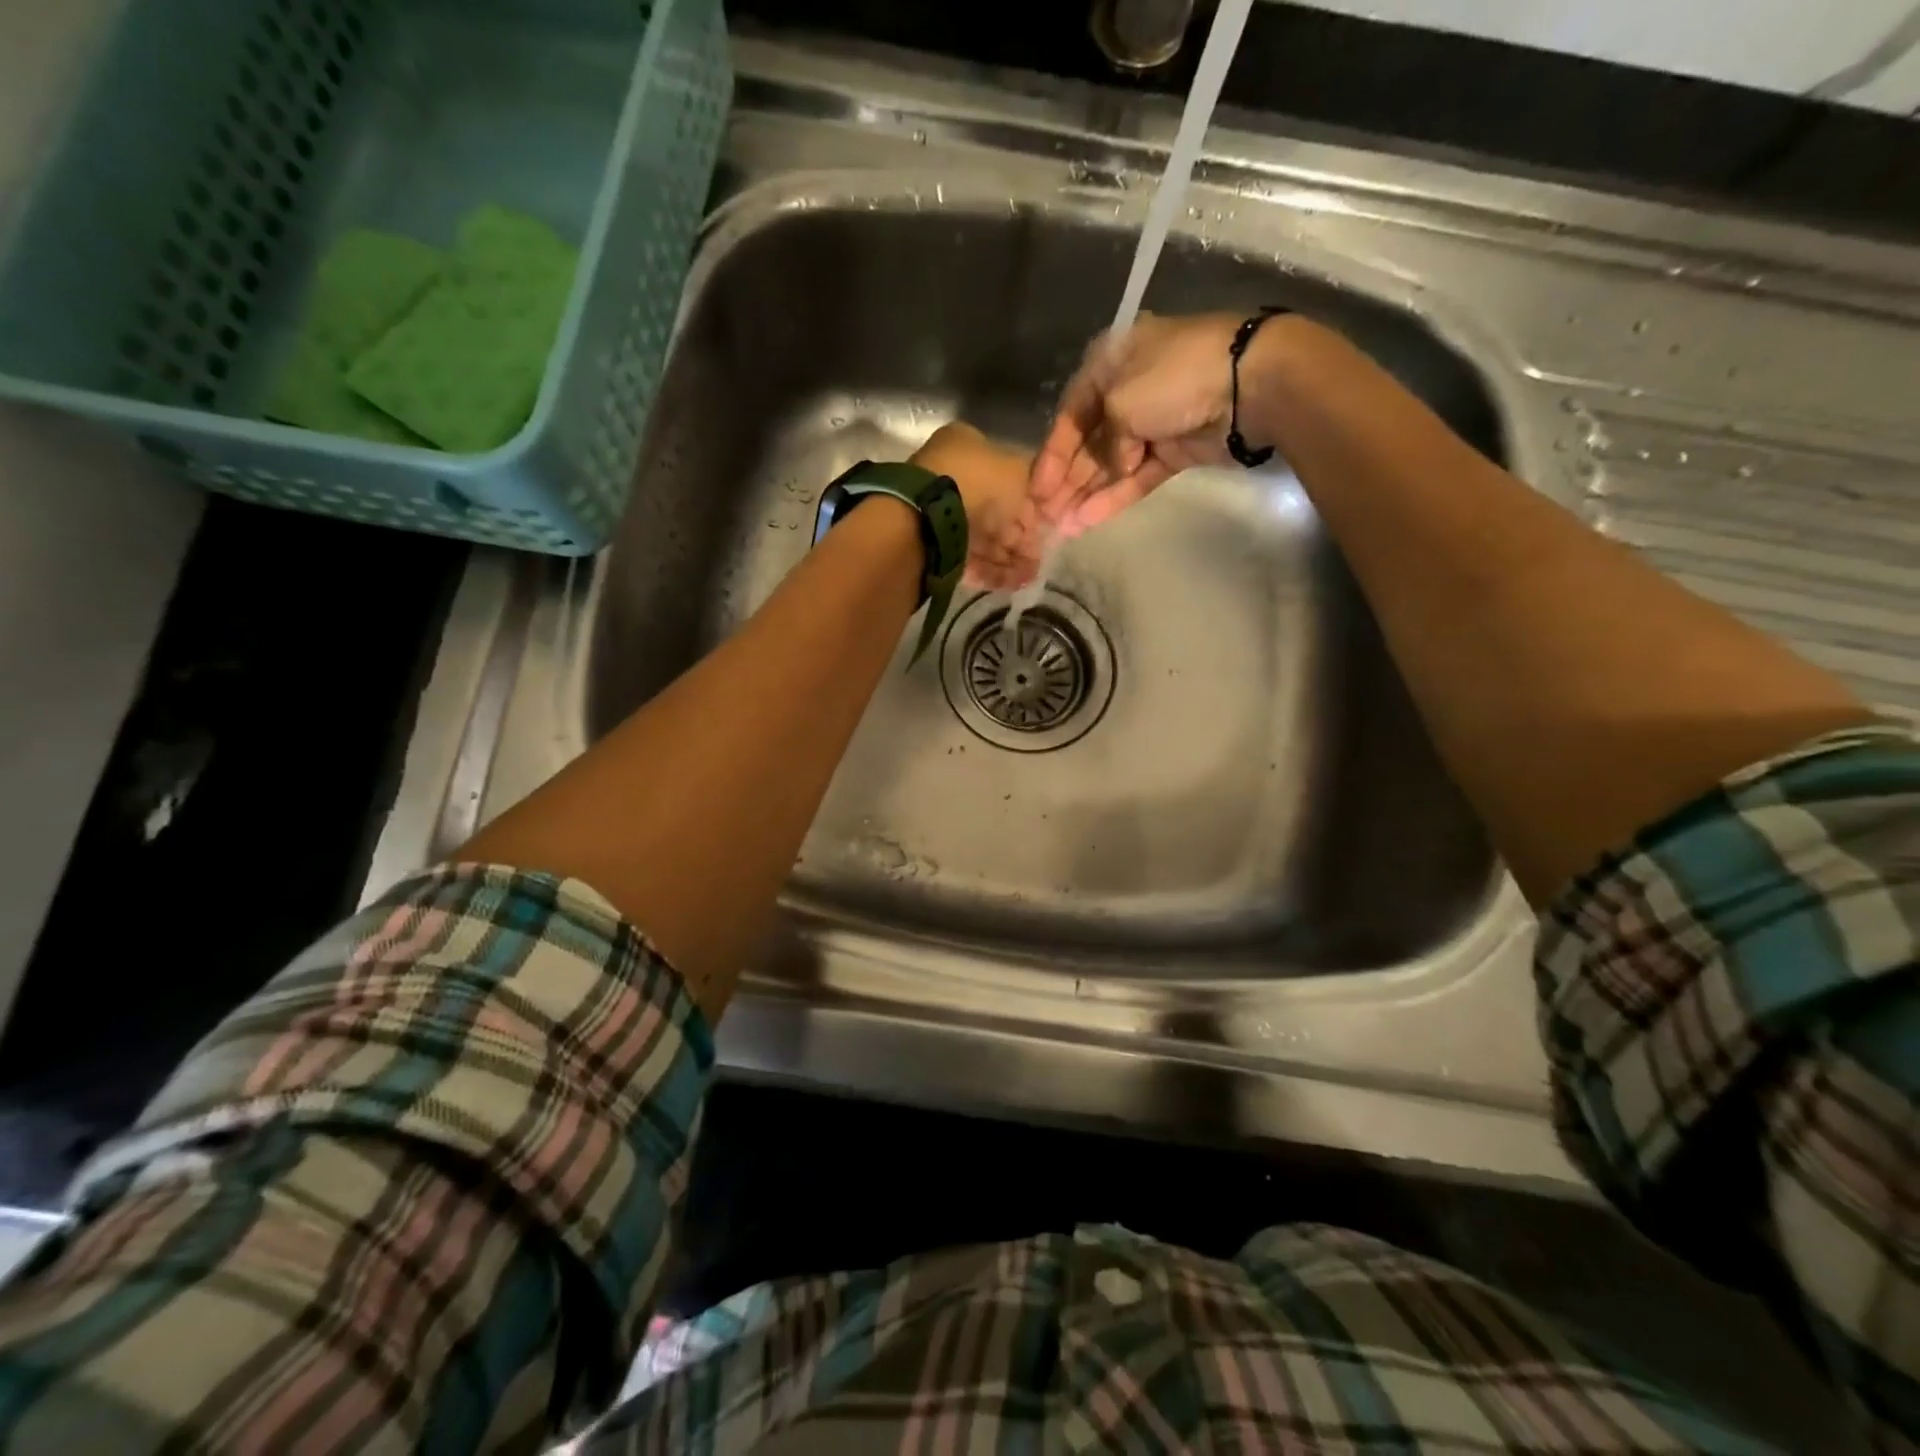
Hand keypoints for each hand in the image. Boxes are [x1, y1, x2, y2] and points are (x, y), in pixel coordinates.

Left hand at [911, 421, 1043, 589]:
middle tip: (1037, 562)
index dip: (1027, 505)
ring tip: (1024, 579)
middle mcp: (951, 474)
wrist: (929, 513)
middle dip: (1017, 540)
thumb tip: (1031, 506)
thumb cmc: (978, 482)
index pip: (1005, 477)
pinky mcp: (931, 543)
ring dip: (1006, 560)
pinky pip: (965, 557)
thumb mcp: (1017, 472)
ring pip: (981, 538)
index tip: (1041, 529)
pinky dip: (987, 571)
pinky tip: (1007, 584)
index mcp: (967, 446)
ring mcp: (938, 510)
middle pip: (993, 512)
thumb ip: (1029, 487)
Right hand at [1030, 311, 1276, 538]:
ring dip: (1086, 496)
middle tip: (1043, 518)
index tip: (1036, 493)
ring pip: (1111, 466)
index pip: (1069, 417)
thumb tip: (1115, 466)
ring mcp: (1153, 423)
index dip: (1050, 457)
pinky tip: (1089, 521)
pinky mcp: (1175, 450)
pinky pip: (1137, 476)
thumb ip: (1104, 443)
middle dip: (1065, 483)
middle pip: (1087, 445)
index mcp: (1108, 366)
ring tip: (1062, 529)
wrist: (1249, 382)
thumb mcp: (1120, 402)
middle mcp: (1125, 392)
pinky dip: (1115, 496)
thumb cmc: (1174, 378)